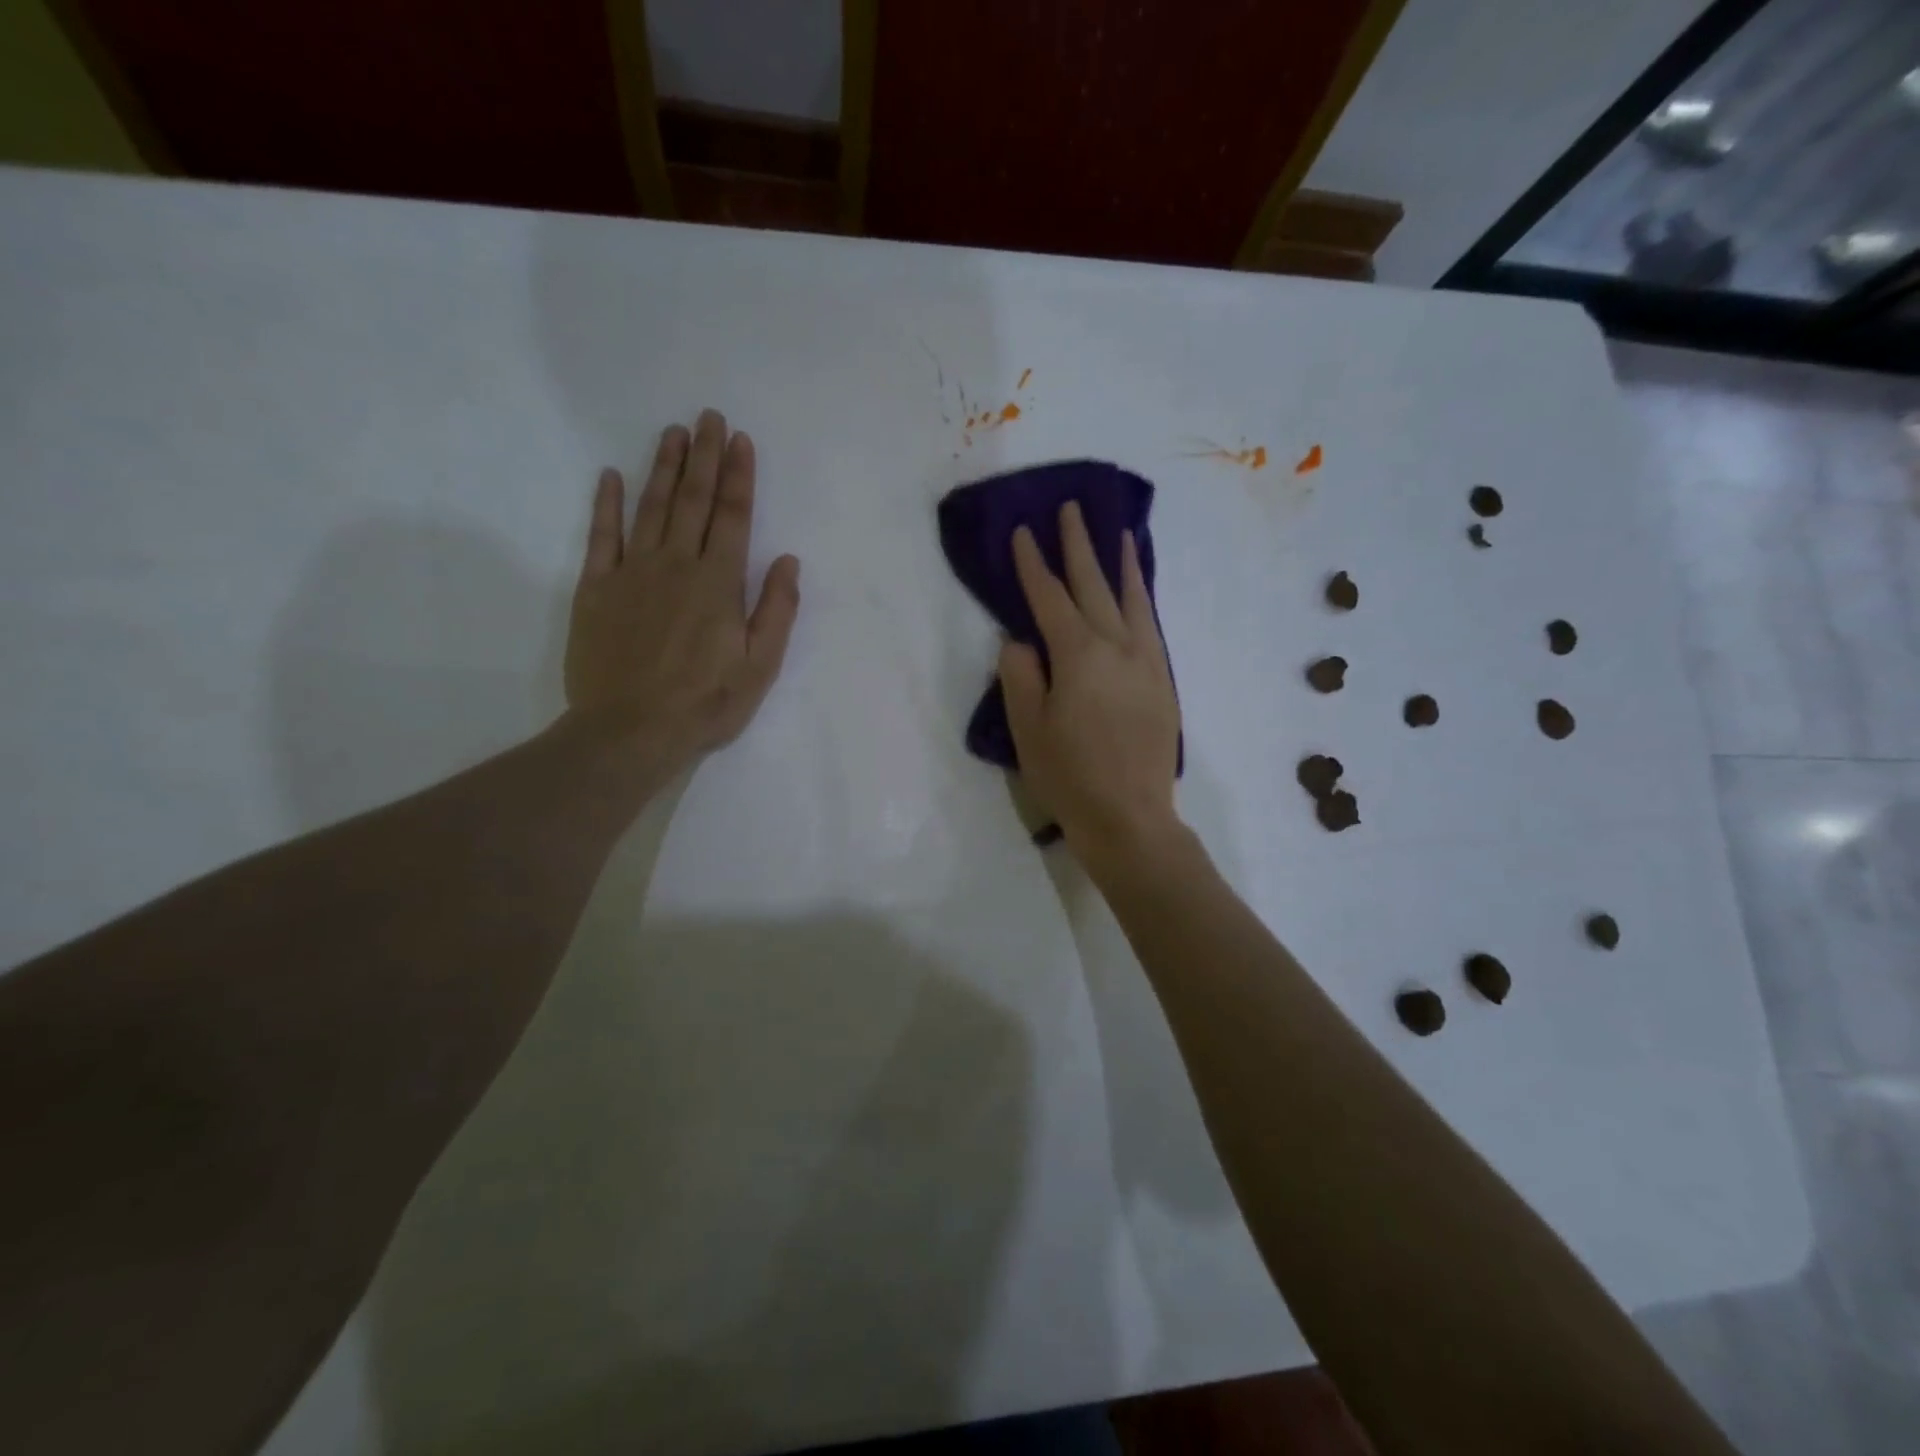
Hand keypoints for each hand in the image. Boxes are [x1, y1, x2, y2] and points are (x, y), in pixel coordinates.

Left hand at [565, 409, 800, 780]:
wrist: (630, 731)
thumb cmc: (705, 703)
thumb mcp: (760, 667)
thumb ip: (776, 611)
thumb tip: (787, 561)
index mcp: (719, 583)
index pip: (733, 517)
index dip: (738, 476)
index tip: (739, 440)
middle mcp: (677, 565)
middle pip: (693, 501)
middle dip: (703, 457)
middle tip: (707, 417)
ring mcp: (632, 573)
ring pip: (650, 508)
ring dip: (663, 468)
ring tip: (672, 433)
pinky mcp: (596, 589)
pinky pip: (601, 536)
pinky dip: (606, 504)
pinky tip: (611, 476)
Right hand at [999, 502, 1181, 871]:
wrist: (1130, 817)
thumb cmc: (1069, 776)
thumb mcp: (1028, 728)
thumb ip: (1020, 675)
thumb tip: (1020, 639)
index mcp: (1078, 655)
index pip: (1048, 597)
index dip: (1032, 564)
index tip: (1022, 532)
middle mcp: (1117, 647)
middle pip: (1093, 585)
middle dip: (1078, 546)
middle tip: (1071, 509)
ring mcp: (1147, 662)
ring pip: (1132, 600)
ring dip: (1121, 564)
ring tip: (1118, 534)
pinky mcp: (1164, 681)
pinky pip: (1151, 626)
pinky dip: (1143, 600)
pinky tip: (1138, 593)